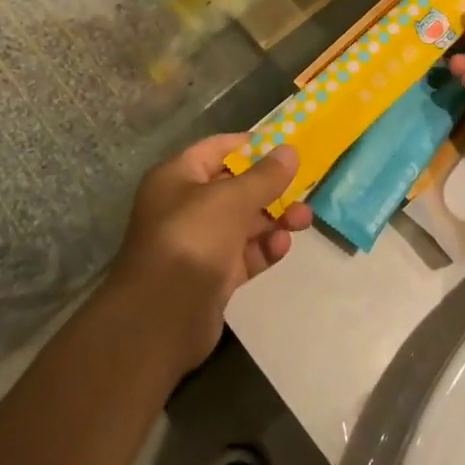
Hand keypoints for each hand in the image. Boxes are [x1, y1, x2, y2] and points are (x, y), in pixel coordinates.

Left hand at [106, 135, 313, 374]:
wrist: (160, 318)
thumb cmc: (192, 239)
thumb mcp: (232, 199)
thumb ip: (265, 175)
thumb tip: (290, 150)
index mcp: (177, 177)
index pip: (217, 149)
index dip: (250, 145)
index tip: (285, 145)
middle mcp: (184, 206)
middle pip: (233, 187)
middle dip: (269, 188)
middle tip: (303, 189)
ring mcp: (197, 243)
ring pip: (242, 223)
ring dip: (273, 219)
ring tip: (304, 220)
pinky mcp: (210, 277)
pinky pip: (242, 254)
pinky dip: (262, 248)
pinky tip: (282, 247)